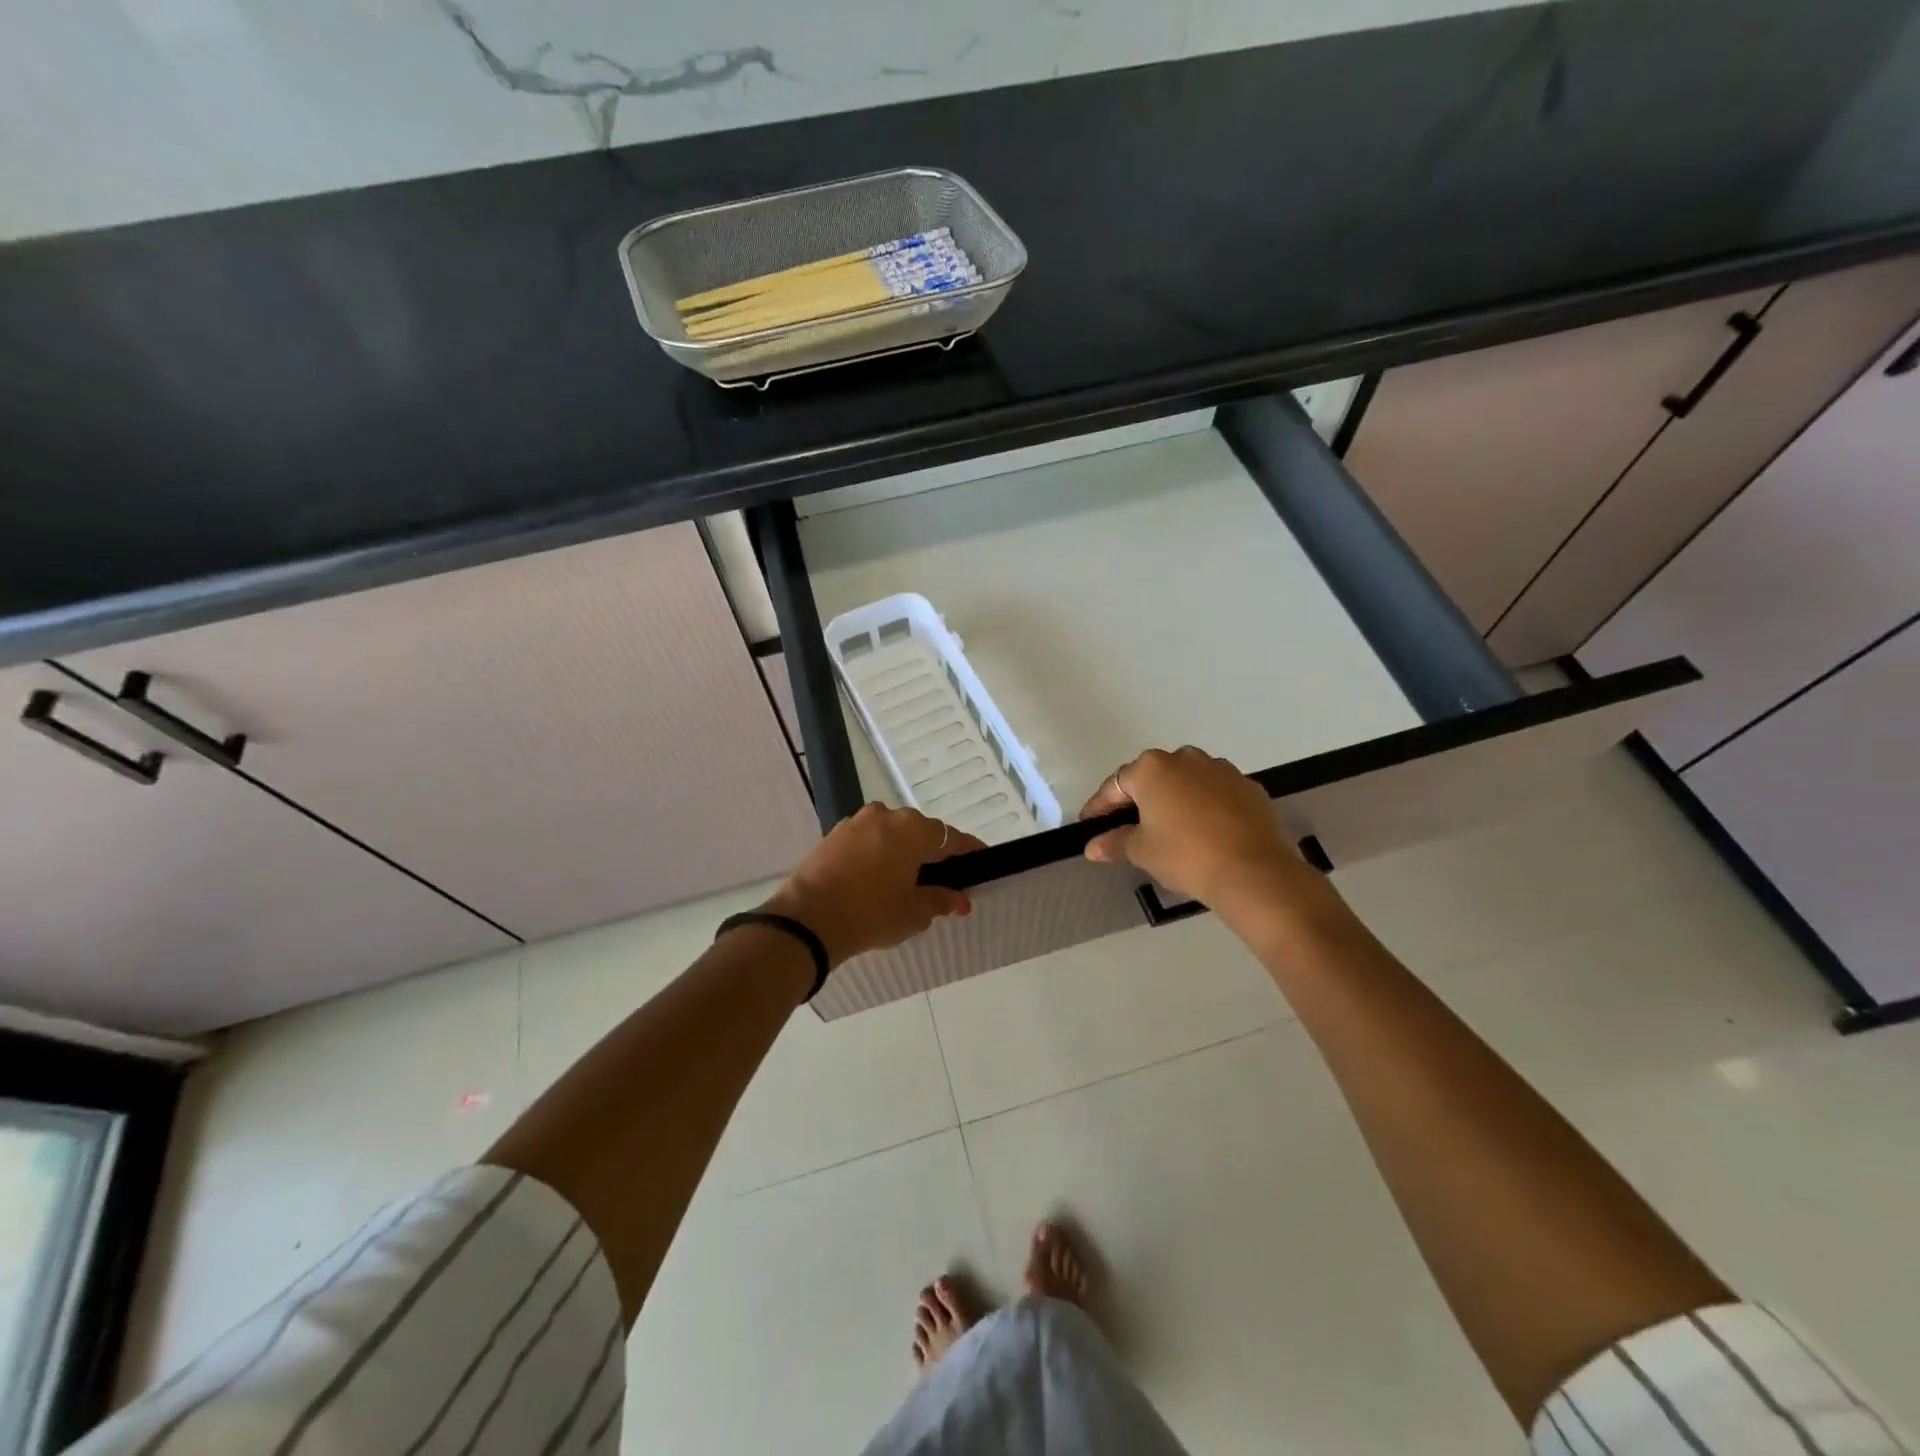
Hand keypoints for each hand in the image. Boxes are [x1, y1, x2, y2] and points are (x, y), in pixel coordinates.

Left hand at [763, 804, 985, 966]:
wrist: (807, 919)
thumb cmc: (871, 914)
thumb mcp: (914, 913)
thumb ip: (940, 900)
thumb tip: (959, 899)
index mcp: (913, 829)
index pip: (951, 837)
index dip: (968, 851)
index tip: (980, 862)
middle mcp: (886, 815)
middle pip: (920, 832)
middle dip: (933, 853)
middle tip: (942, 879)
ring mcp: (857, 822)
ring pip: (891, 834)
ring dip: (902, 852)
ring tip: (907, 880)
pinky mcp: (834, 834)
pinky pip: (867, 840)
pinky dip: (878, 854)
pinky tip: (877, 878)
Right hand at [1079, 746, 1321, 910]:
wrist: (1254, 871)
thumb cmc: (1186, 855)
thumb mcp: (1142, 851)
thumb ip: (1114, 842)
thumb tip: (1092, 847)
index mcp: (1152, 769)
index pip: (1116, 785)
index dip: (1100, 806)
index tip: (1090, 824)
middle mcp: (1185, 758)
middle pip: (1153, 777)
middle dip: (1139, 799)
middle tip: (1129, 826)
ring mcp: (1221, 770)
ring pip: (1187, 782)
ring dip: (1175, 800)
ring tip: (1170, 829)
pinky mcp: (1248, 787)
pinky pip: (1216, 793)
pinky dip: (1205, 807)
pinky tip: (1204, 832)